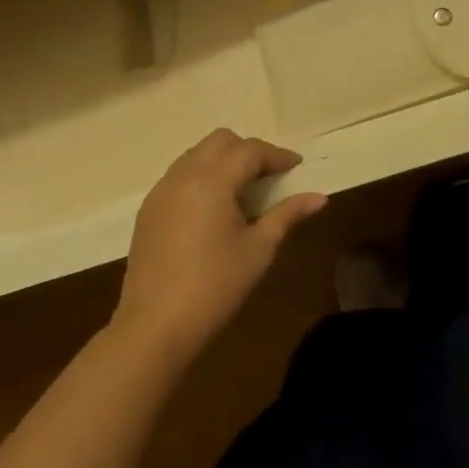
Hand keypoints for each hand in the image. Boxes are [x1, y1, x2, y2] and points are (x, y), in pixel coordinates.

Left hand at [114, 129, 326, 361]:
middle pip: (220, 141)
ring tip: (243, 190)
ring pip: (196, 154)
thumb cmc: (215, 286)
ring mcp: (161, 191)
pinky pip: (180, 175)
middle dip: (248, 150)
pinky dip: (202, 176)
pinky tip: (214, 207)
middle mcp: (183, 176)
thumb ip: (287, 215)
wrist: (155, 326)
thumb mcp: (259, 250)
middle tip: (269, 175)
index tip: (297, 167)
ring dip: (223, 161)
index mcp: (212, 181)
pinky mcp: (149, 209)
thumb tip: (319, 197)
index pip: (250, 151)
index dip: (277, 155)